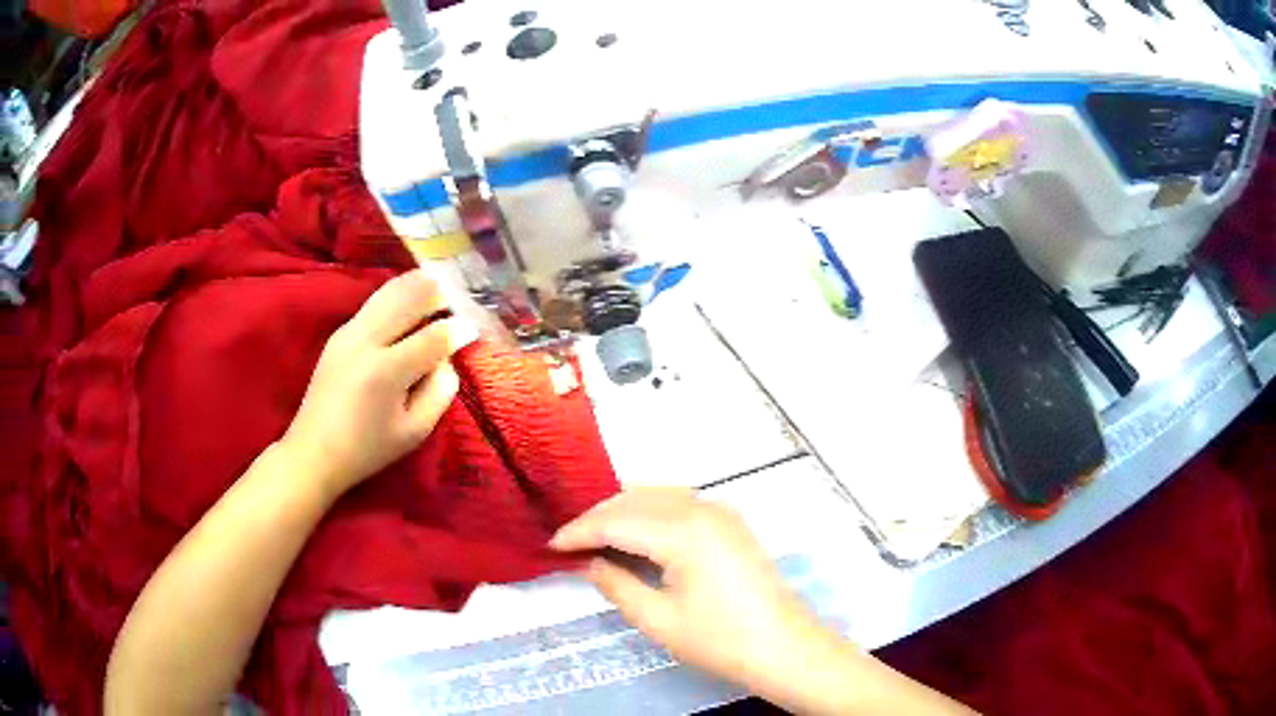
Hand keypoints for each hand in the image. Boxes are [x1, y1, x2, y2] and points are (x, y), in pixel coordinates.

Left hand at [282, 270, 477, 499]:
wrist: (314, 451)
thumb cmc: (368, 449)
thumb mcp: (415, 432)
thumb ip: (440, 391)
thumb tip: (447, 358)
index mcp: (386, 372)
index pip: (434, 337)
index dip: (459, 331)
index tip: (474, 329)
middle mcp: (365, 341)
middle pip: (410, 296)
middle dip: (440, 293)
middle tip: (460, 301)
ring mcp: (349, 331)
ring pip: (391, 289)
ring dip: (419, 287)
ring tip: (440, 291)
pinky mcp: (340, 331)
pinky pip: (377, 301)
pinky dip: (400, 296)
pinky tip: (411, 305)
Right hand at [549, 488, 832, 693]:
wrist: (785, 648)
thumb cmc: (720, 641)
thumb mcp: (658, 619)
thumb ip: (616, 584)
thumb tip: (587, 562)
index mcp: (683, 531)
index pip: (616, 521)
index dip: (579, 531)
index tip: (550, 546)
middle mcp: (702, 508)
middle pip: (634, 499)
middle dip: (597, 517)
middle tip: (568, 543)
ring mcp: (720, 511)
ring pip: (656, 495)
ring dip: (622, 511)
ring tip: (594, 537)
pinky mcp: (730, 521)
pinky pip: (678, 503)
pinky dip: (649, 512)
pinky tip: (635, 533)